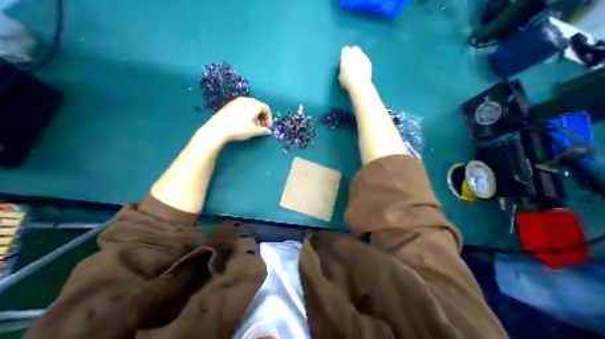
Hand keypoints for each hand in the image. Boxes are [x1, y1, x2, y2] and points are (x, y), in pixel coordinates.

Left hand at [204, 96, 272, 142]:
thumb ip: (264, 130)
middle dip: (262, 118)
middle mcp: (246, 100)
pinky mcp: (230, 105)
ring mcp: (237, 101)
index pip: (267, 109)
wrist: (218, 128)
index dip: (269, 119)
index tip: (268, 128)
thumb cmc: (240, 128)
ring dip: (255, 117)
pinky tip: (244, 124)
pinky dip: (247, 115)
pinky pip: (243, 108)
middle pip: (259, 108)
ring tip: (253, 127)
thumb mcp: (254, 131)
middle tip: (261, 128)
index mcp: (254, 104)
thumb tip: (269, 131)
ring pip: (250, 108)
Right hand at [338, 46, 370, 91]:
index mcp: (346, 55)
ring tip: (356, 70)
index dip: (343, 56)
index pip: (344, 50)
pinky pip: (365, 61)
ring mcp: (364, 57)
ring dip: (358, 60)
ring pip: (360, 55)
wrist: (359, 84)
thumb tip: (343, 69)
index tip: (342, 63)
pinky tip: (361, 73)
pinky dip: (363, 65)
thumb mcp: (340, 76)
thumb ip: (342, 69)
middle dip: (352, 55)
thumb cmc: (347, 81)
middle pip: (354, 49)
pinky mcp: (369, 62)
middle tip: (350, 64)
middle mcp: (356, 52)